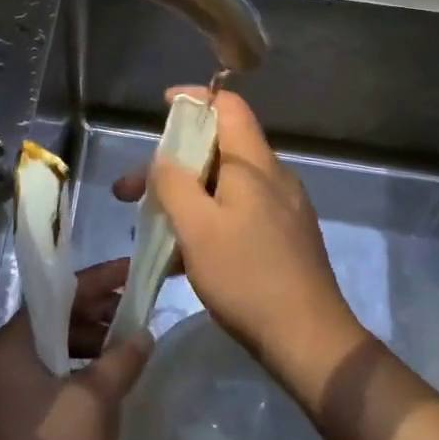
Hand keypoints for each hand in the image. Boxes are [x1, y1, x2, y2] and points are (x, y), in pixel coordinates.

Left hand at [0, 259, 151, 439]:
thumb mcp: (96, 397)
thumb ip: (121, 359)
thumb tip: (143, 335)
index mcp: (9, 345)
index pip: (56, 296)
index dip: (97, 281)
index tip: (131, 271)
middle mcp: (3, 363)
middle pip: (55, 323)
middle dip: (97, 316)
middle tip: (136, 313)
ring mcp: (9, 396)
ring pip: (57, 354)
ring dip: (93, 348)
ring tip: (131, 349)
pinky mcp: (22, 425)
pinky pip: (56, 383)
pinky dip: (84, 376)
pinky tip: (114, 385)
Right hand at [114, 89, 365, 387]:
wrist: (309, 341)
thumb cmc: (247, 276)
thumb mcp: (197, 227)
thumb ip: (174, 184)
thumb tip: (164, 159)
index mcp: (254, 164)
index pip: (228, 106)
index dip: (194, 98)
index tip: (163, 105)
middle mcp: (272, 177)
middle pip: (218, 149)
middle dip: (171, 164)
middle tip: (129, 192)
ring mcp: (282, 210)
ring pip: (224, 186)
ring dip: (184, 197)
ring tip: (149, 229)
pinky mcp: (284, 239)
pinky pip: (237, 213)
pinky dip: (206, 221)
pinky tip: (182, 257)